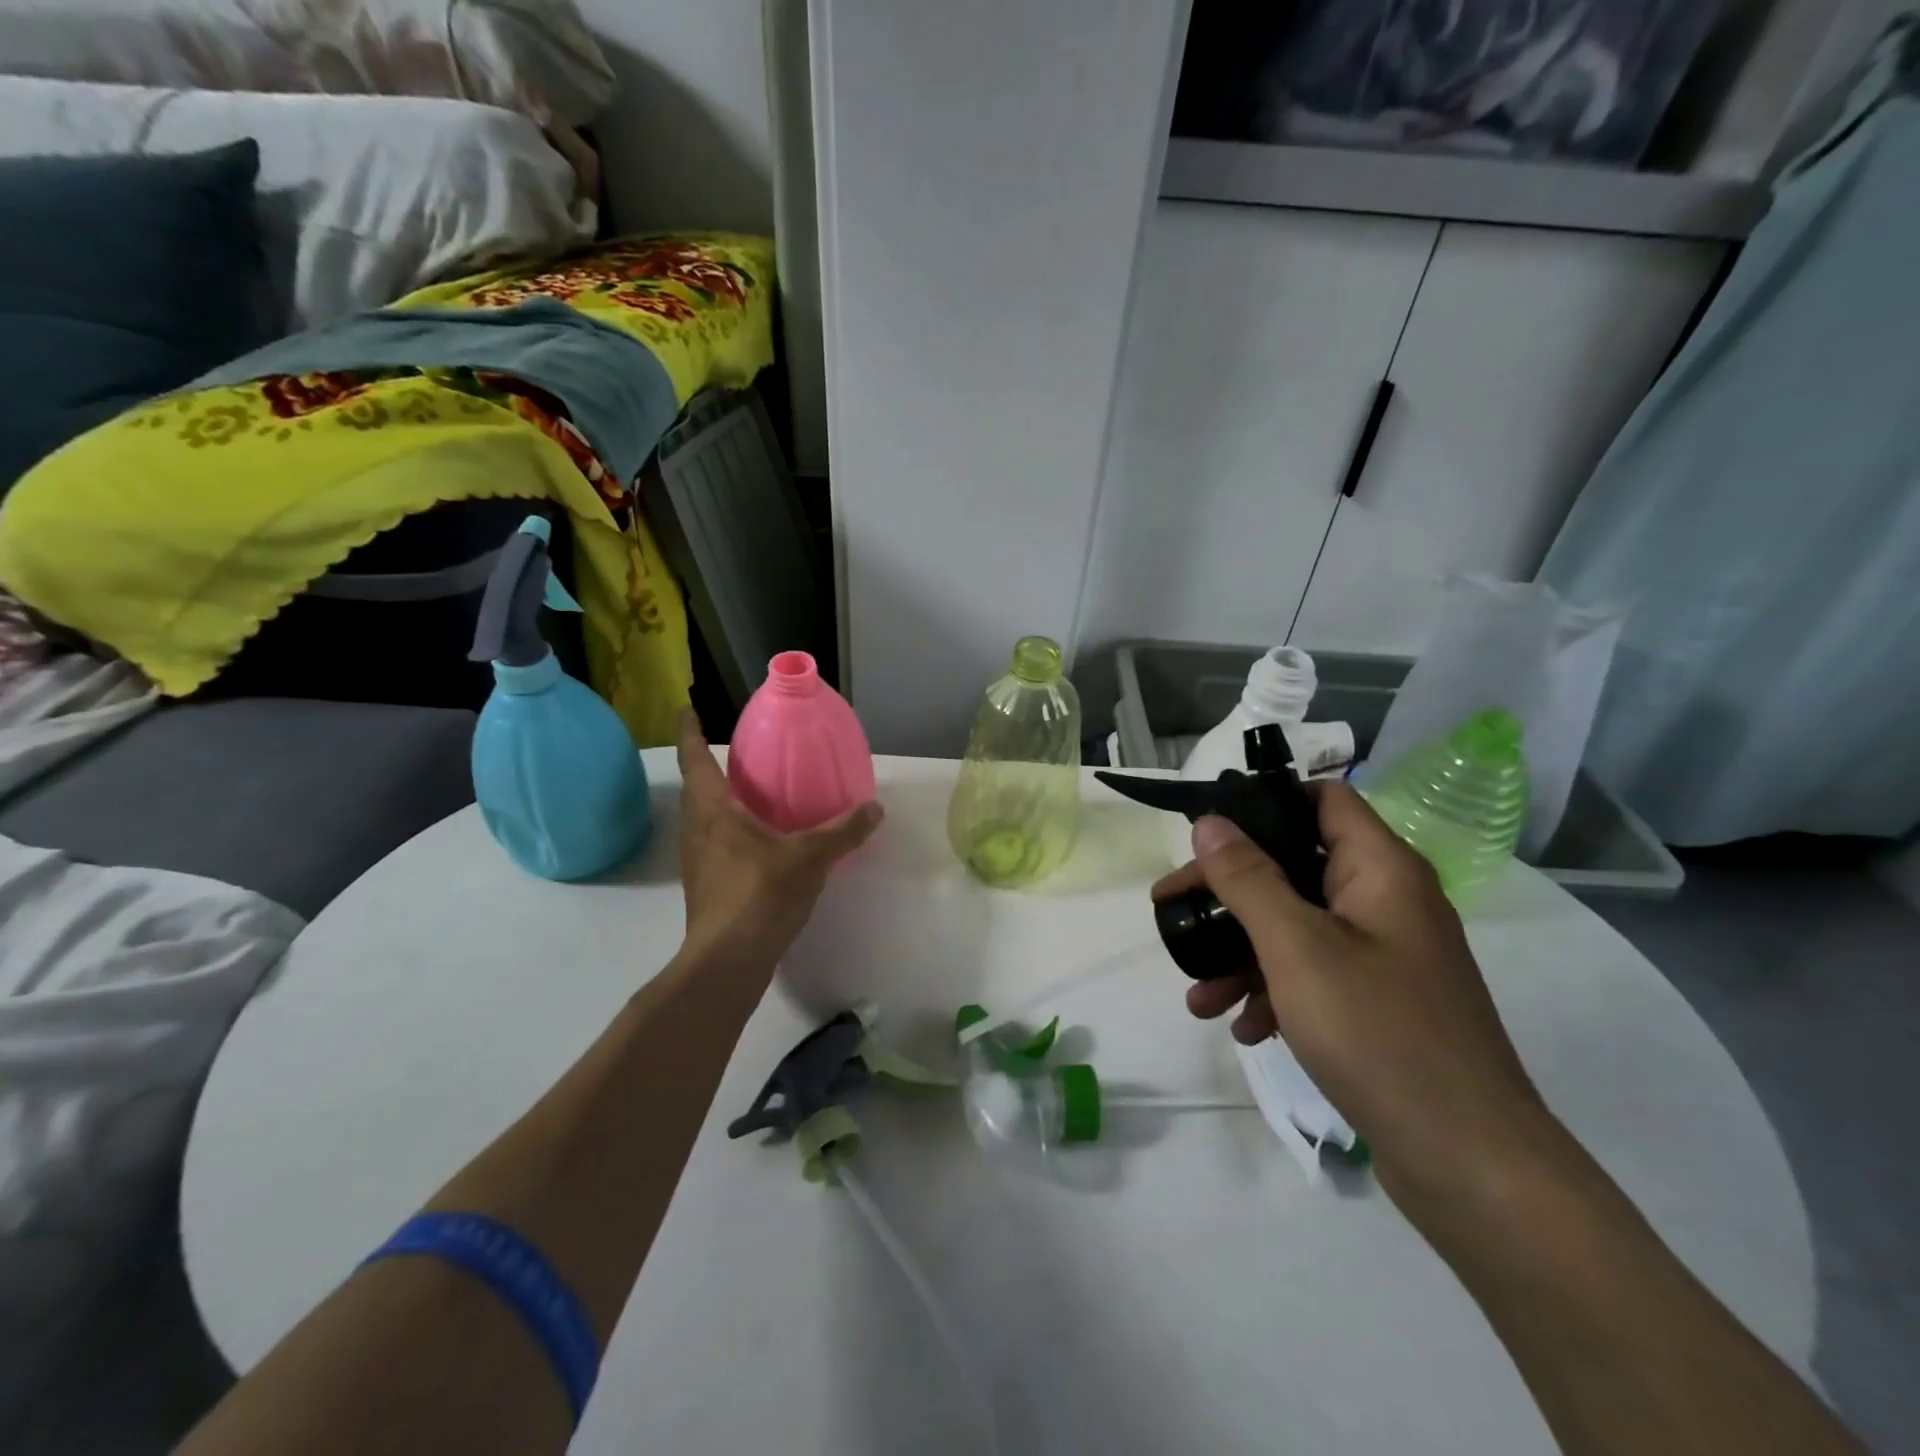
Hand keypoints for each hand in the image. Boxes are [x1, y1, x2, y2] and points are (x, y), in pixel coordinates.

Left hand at [675, 711, 881, 972]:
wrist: (728, 960)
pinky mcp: (706, 888)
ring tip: (748, 795)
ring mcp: (698, 862)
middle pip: (695, 789)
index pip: (695, 759)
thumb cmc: (760, 893)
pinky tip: (759, 843)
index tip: (687, 709)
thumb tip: (875, 808)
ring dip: (717, 802)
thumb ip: (843, 831)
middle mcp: (697, 830)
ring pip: (703, 820)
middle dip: (706, 767)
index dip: (690, 732)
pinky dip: (730, 833)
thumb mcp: (810, 857)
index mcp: (713, 810)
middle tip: (735, 754)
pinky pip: (714, 845)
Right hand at [1153, 783, 1549, 1207]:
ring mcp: (1387, 956)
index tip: (1207, 833)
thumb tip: (1211, 822)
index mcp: (1382, 870)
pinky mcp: (1381, 1003)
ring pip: (1298, 927)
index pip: (1323, 798)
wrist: (1470, 1164)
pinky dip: (1274, 990)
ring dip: (1242, 952)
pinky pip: (1315, 975)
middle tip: (1174, 910)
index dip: (1265, 802)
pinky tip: (1243, 1027)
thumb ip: (1248, 878)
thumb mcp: (1296, 947)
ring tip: (1196, 993)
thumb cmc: (1379, 1033)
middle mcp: (1387, 902)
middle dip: (1230, 891)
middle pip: (1296, 866)